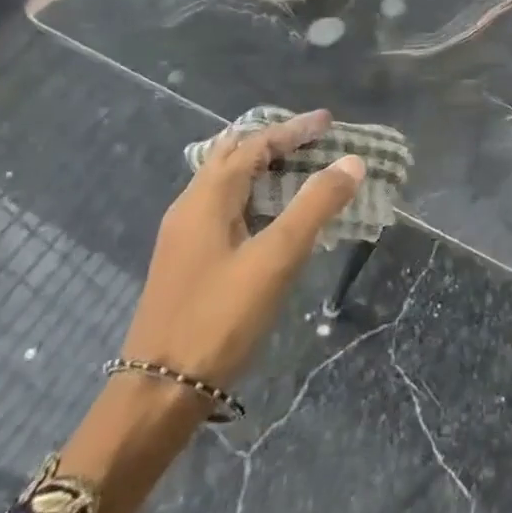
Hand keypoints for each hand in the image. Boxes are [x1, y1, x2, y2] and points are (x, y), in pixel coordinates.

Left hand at [120, 108, 364, 385]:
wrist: (160, 390)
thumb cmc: (220, 317)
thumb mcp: (277, 258)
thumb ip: (315, 206)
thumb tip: (351, 162)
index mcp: (207, 199)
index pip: (253, 145)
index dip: (292, 130)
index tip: (328, 122)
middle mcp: (189, 207)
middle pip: (232, 156)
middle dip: (273, 141)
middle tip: (313, 140)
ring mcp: (184, 236)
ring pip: (225, 183)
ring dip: (262, 168)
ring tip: (299, 169)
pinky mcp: (187, 260)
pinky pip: (223, 207)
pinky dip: (253, 195)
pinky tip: (271, 217)